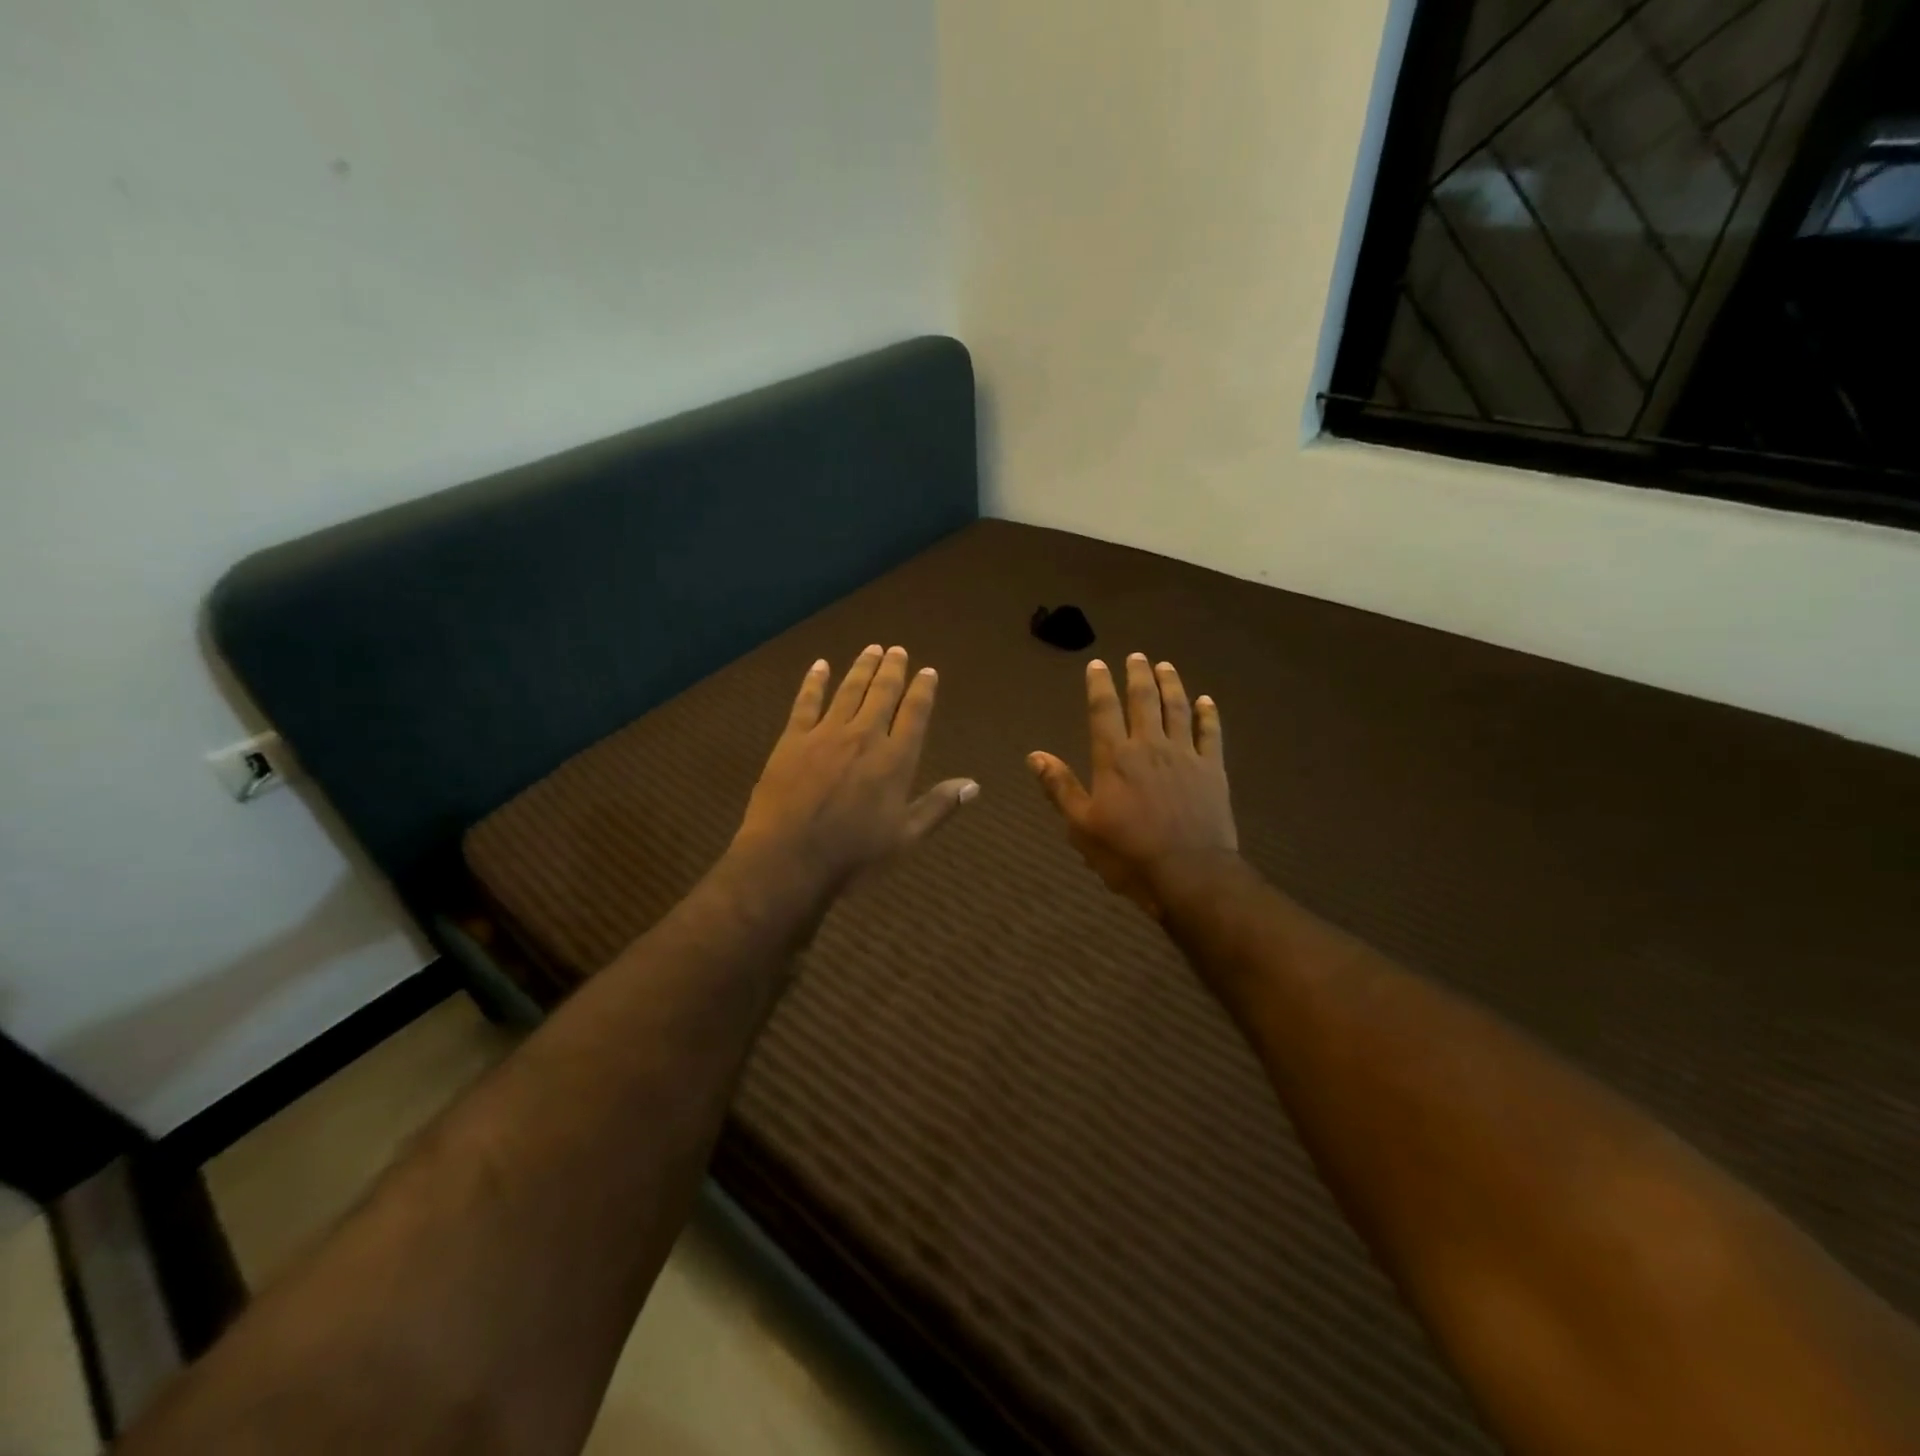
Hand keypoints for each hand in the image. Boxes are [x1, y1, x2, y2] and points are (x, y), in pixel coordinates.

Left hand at [733, 645, 978, 893]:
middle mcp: (864, 737)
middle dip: (892, 670)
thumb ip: (939, 806)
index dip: (922, 690)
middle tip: (898, 650)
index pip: (915, 714)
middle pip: (882, 694)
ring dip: (862, 668)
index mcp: (895, 760)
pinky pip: (805, 702)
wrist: (789, 858)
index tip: (928, 671)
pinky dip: (814, 682)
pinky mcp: (793, 740)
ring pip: (849, 691)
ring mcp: (826, 735)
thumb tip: (974, 784)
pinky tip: (820, 665)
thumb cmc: (853, 855)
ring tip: (872, 649)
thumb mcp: (905, 838)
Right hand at [1029, 654, 1236, 917]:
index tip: (1098, 664)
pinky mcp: (1212, 771)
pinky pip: (1211, 734)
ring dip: (1171, 685)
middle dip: (1138, 675)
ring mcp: (1185, 756)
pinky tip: (1207, 701)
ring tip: (1166, 666)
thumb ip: (1060, 787)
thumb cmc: (1127, 853)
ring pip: (1177, 709)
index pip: (1103, 711)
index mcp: (1115, 758)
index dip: (1099, 685)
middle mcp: (1149, 747)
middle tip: (1137, 655)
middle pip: (1143, 701)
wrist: (1189, 873)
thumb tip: (1035, 755)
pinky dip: (1209, 715)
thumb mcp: (1081, 825)